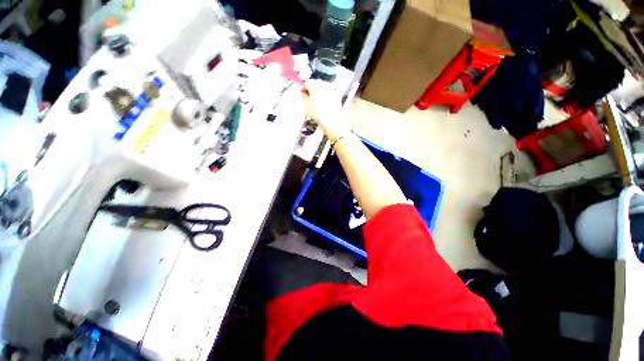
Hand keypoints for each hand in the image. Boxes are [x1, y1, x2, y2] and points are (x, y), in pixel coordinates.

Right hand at [304, 80, 348, 141]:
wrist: (332, 120)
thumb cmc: (317, 113)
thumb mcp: (306, 105)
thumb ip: (304, 97)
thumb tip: (304, 93)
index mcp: (314, 85)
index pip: (307, 83)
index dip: (304, 88)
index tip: (303, 94)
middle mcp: (323, 84)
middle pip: (316, 84)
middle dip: (313, 90)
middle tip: (310, 98)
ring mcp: (331, 89)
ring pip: (323, 88)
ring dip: (320, 93)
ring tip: (318, 102)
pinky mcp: (337, 95)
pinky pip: (329, 93)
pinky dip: (326, 97)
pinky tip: (325, 105)